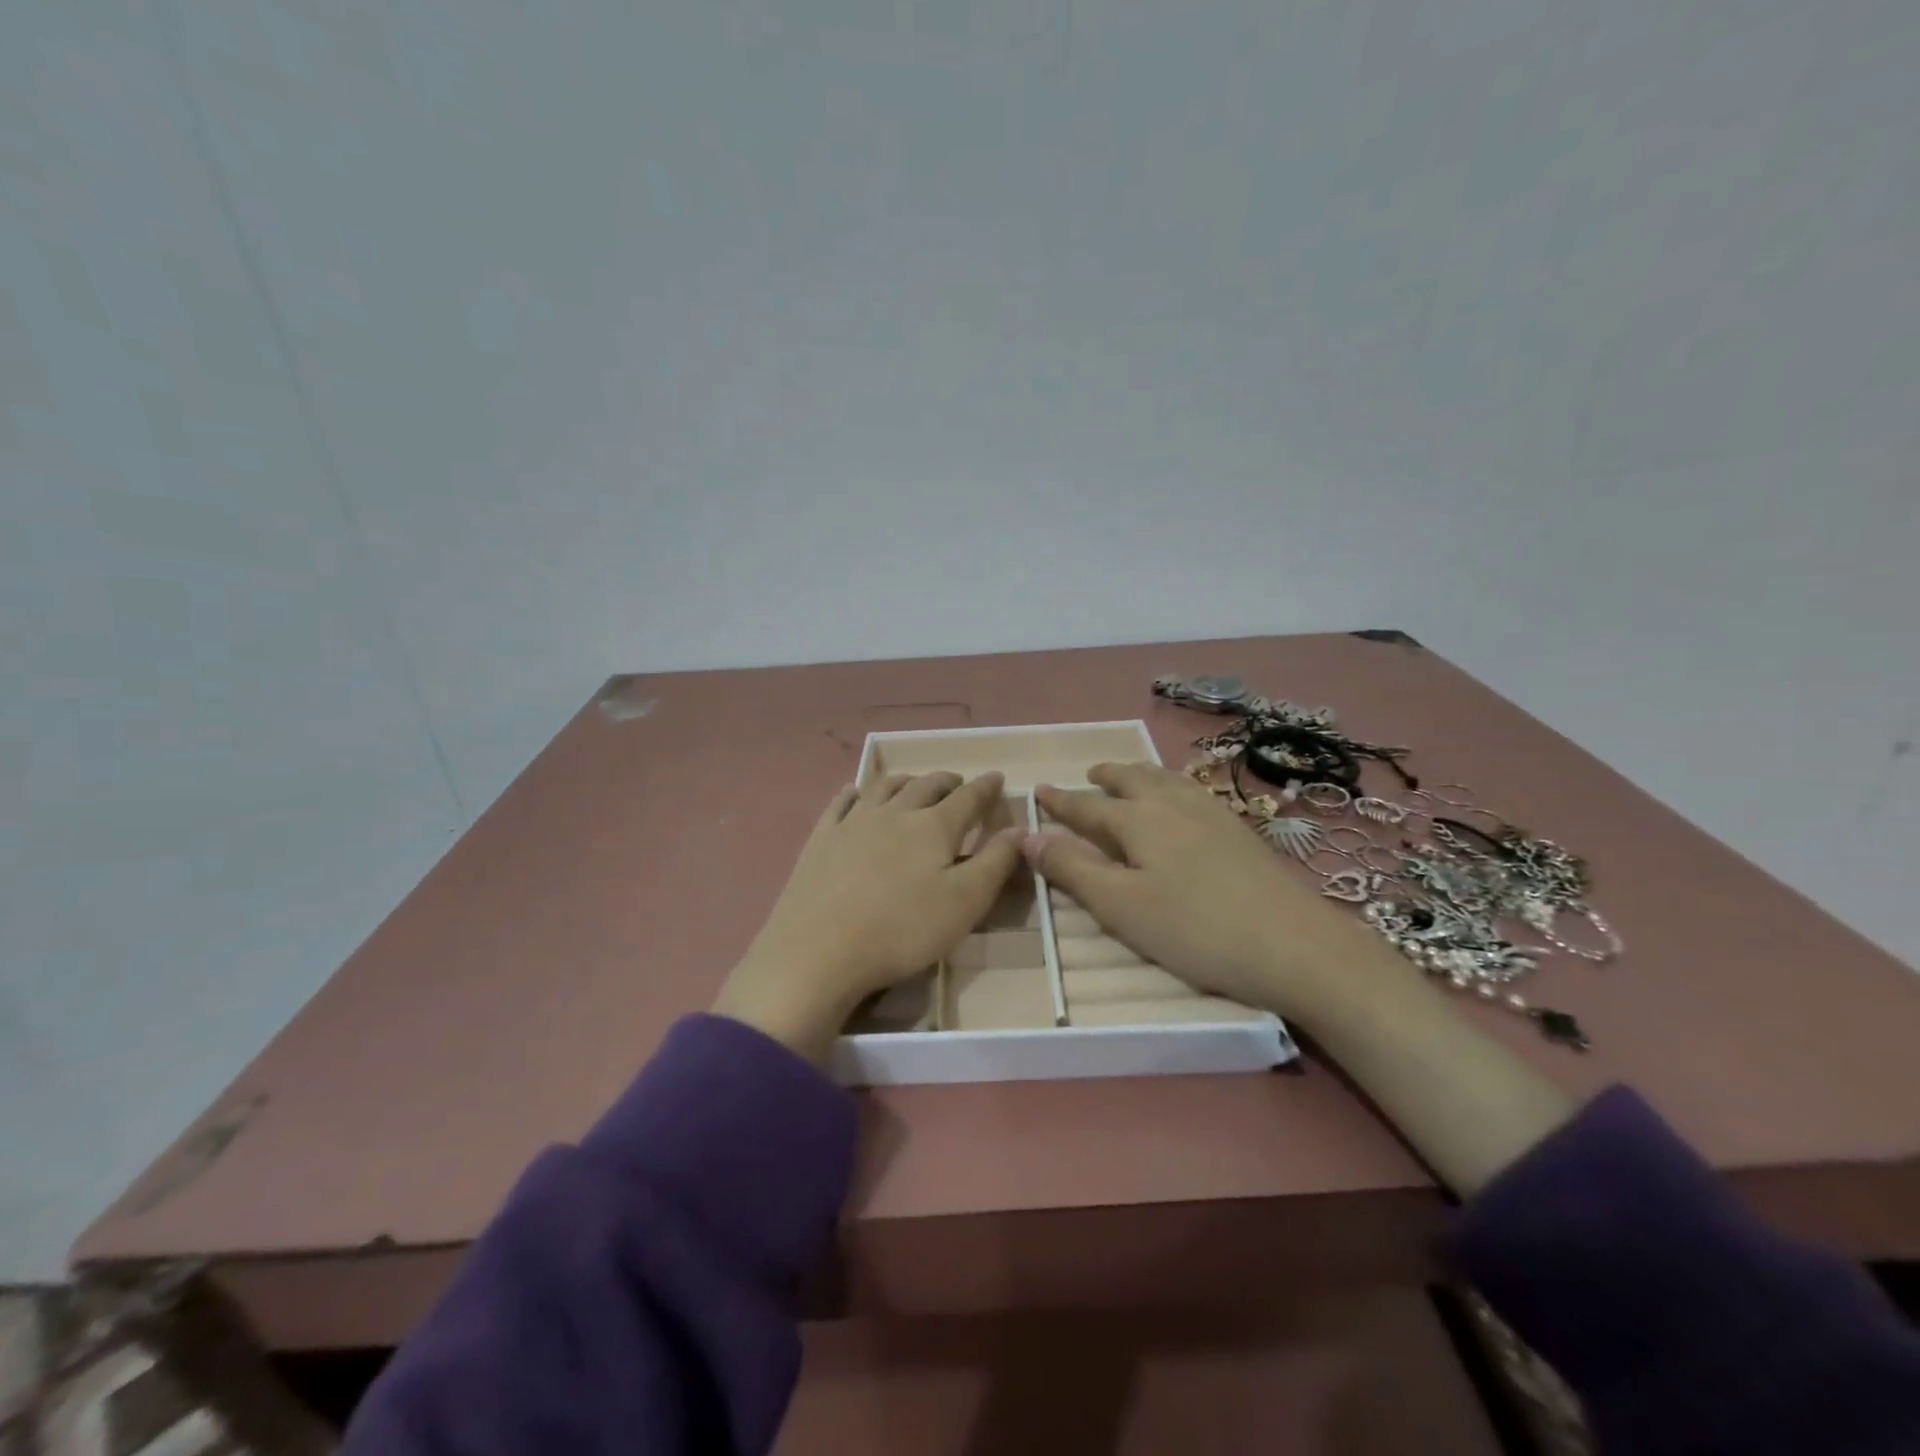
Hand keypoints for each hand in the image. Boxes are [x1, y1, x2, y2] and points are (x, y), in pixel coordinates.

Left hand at [714, 771, 1024, 1060]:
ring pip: (885, 787)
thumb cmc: (901, 930)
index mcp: (934, 827)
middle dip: (947, 781)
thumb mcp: (964, 903)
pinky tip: (856, 792)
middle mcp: (895, 813)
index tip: (997, 777)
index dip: (986, 787)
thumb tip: (1020, 830)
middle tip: (958, 783)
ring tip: (915, 783)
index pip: (968, 798)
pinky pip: (842, 803)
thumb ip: (996, 863)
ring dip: (906, 781)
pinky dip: (856, 792)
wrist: (818, 950)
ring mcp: (854, 822)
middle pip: (926, 786)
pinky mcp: (822, 838)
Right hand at [1029, 762, 1394, 1028]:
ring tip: (1131, 776)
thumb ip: (1072, 869)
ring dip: (1140, 774)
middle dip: (1106, 776)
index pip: (1088, 805)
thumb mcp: (1121, 906)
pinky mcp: (1240, 830)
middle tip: (1089, 774)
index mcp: (1138, 820)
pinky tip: (1184, 800)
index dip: (1060, 801)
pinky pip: (1193, 790)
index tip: (1038, 790)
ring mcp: (1212, 813)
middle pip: (1132, 780)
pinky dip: (1173, 785)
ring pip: (1166, 780)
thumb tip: (1026, 836)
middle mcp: (1173, 805)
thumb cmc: (1195, 929)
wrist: (1295, 944)